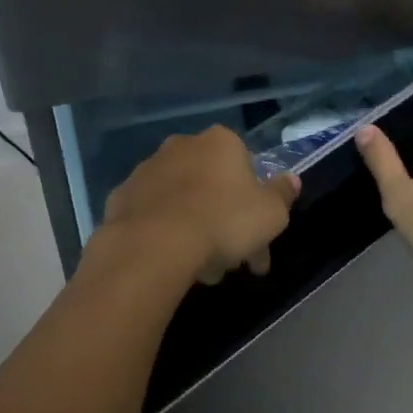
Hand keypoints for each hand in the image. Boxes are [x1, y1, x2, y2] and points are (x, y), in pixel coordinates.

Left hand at [94, 125, 298, 286]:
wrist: (153, 245)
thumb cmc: (222, 222)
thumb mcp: (271, 214)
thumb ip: (283, 195)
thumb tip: (291, 180)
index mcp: (220, 142)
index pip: (246, 168)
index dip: (256, 205)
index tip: (259, 239)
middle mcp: (182, 145)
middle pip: (212, 183)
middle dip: (225, 219)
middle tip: (231, 263)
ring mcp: (147, 168)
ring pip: (182, 198)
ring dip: (194, 226)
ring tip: (200, 271)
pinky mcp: (121, 195)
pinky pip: (151, 214)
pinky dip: (162, 231)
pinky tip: (169, 260)